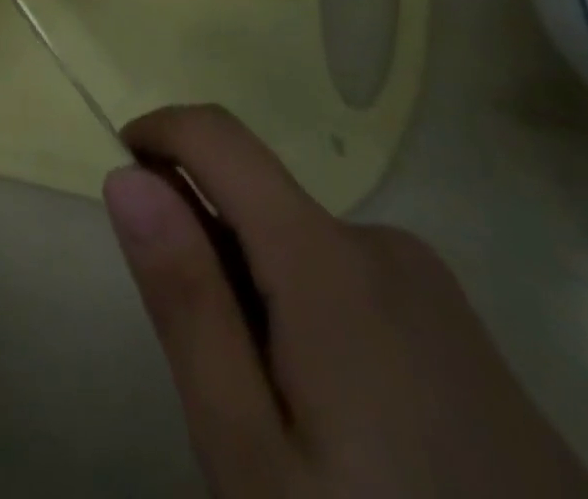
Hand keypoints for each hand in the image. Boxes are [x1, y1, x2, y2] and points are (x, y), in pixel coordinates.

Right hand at [104, 106, 587, 498]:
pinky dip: (308, 315)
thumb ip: (187, 300)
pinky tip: (348, 430)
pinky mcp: (463, 334)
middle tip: (219, 382)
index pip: (216, 134)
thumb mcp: (249, 452)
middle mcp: (384, 247)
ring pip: (297, 245)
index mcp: (329, 261)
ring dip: (257, 293)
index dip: (154, 136)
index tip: (125, 192)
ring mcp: (435, 292)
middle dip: (208, 254)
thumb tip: (126, 175)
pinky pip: (349, 280)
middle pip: (254, 199)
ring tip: (286, 422)